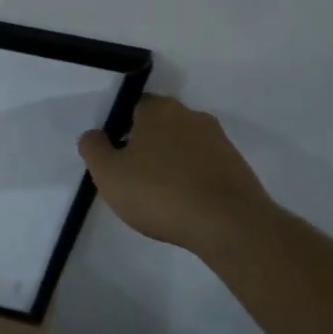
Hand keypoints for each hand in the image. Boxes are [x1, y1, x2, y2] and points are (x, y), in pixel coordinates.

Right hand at [79, 96, 276, 255]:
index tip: (114, 156)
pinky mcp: (238, 168)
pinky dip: (192, 179)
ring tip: (159, 196)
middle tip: (132, 175)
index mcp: (158, 109)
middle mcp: (191, 116)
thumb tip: (95, 135)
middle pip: (159, 125)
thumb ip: (93, 148)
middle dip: (145, 145)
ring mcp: (219, 141)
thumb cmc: (161, 193)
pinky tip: (184, 204)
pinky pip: (204, 167)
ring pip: (183, 146)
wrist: (232, 226)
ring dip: (170, 163)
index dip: (119, 129)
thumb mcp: (108, 173)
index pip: (132, 106)